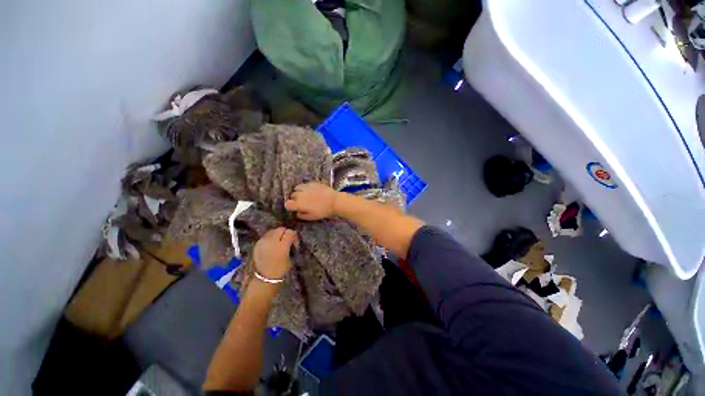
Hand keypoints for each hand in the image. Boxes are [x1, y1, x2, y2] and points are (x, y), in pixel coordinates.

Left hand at [253, 227, 297, 280]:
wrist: (264, 277)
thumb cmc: (280, 269)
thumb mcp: (290, 258)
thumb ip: (291, 246)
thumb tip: (292, 240)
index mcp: (282, 245)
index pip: (290, 232)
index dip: (294, 236)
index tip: (294, 242)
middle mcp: (271, 241)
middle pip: (281, 229)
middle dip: (285, 233)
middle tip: (287, 240)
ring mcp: (263, 241)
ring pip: (273, 231)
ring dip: (277, 234)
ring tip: (278, 242)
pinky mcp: (257, 244)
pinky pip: (266, 236)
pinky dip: (270, 238)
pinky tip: (271, 245)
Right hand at [284, 182, 337, 220]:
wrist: (334, 201)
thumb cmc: (323, 211)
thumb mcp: (312, 217)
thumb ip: (302, 215)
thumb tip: (297, 212)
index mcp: (299, 204)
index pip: (287, 204)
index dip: (290, 206)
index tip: (295, 208)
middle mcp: (300, 194)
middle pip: (292, 195)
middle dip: (295, 199)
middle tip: (302, 202)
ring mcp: (306, 187)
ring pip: (296, 188)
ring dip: (299, 192)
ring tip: (305, 195)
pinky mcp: (312, 183)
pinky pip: (304, 184)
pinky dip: (305, 188)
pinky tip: (311, 191)